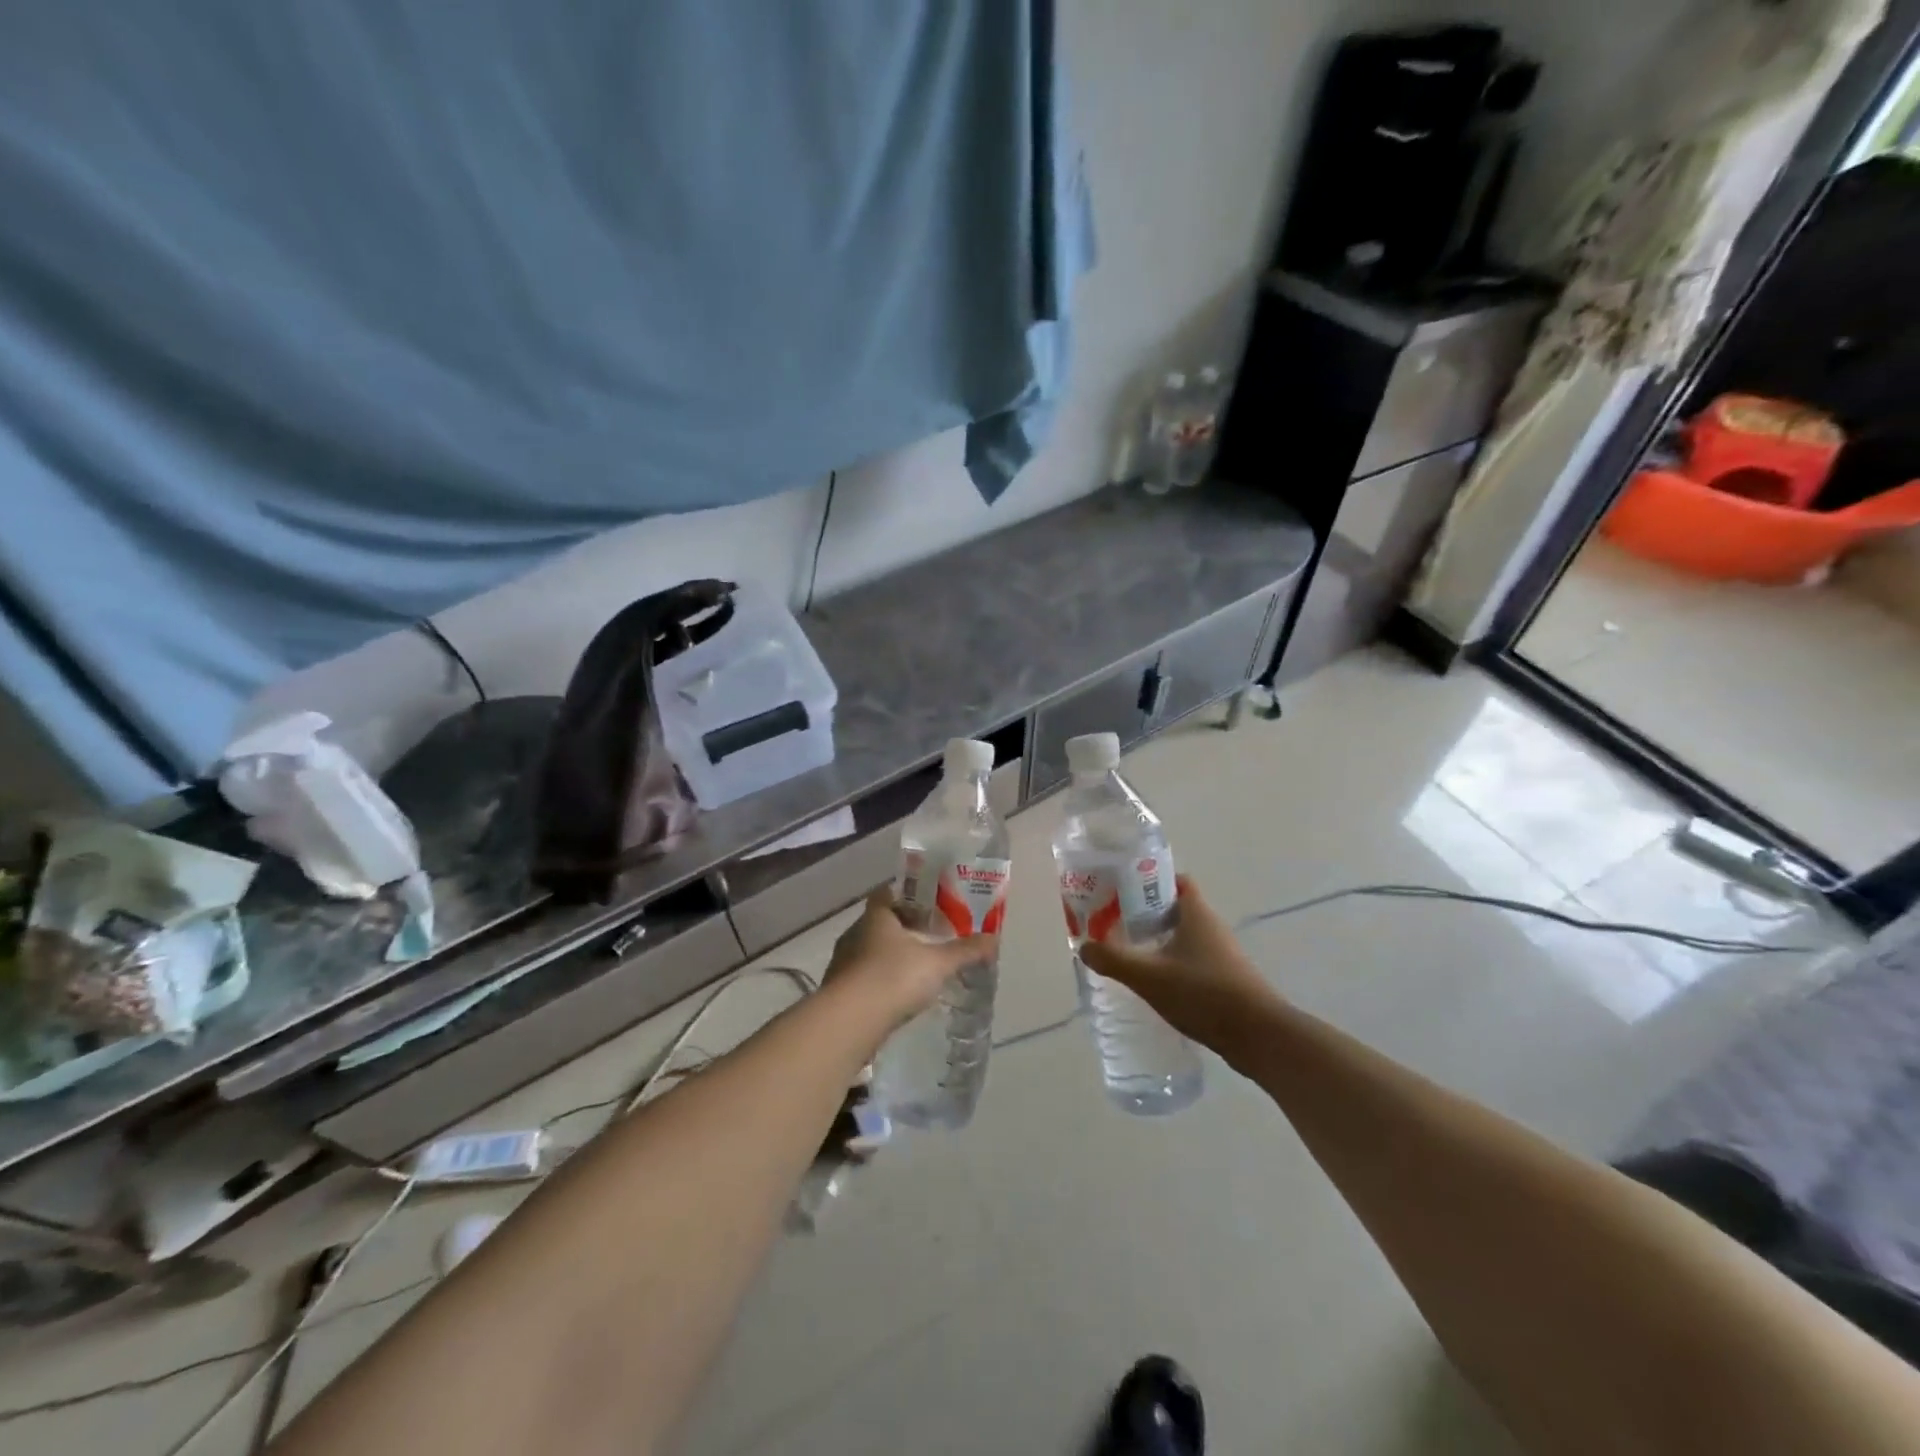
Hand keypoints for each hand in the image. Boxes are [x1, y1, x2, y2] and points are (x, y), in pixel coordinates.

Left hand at [823, 888, 993, 1032]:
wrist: (849, 1023)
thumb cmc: (893, 978)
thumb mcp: (936, 963)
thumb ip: (964, 951)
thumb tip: (994, 938)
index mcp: (876, 916)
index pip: (887, 893)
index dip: (907, 895)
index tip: (927, 903)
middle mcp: (855, 933)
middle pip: (879, 923)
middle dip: (902, 928)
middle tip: (929, 936)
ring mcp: (842, 963)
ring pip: (869, 951)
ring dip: (889, 957)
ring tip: (915, 968)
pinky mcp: (838, 992)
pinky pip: (862, 978)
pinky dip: (879, 982)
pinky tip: (897, 996)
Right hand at [1078, 876, 1280, 1057]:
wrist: (1259, 1036)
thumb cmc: (1203, 993)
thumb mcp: (1149, 976)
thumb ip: (1113, 959)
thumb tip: (1083, 946)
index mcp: (1196, 912)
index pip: (1173, 880)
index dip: (1147, 880)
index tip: (1119, 889)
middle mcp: (1211, 926)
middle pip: (1174, 908)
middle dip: (1144, 913)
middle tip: (1113, 923)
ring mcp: (1222, 954)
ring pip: (1183, 936)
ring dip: (1157, 941)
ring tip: (1128, 953)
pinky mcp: (1226, 979)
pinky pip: (1192, 960)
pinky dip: (1172, 964)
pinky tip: (1154, 983)